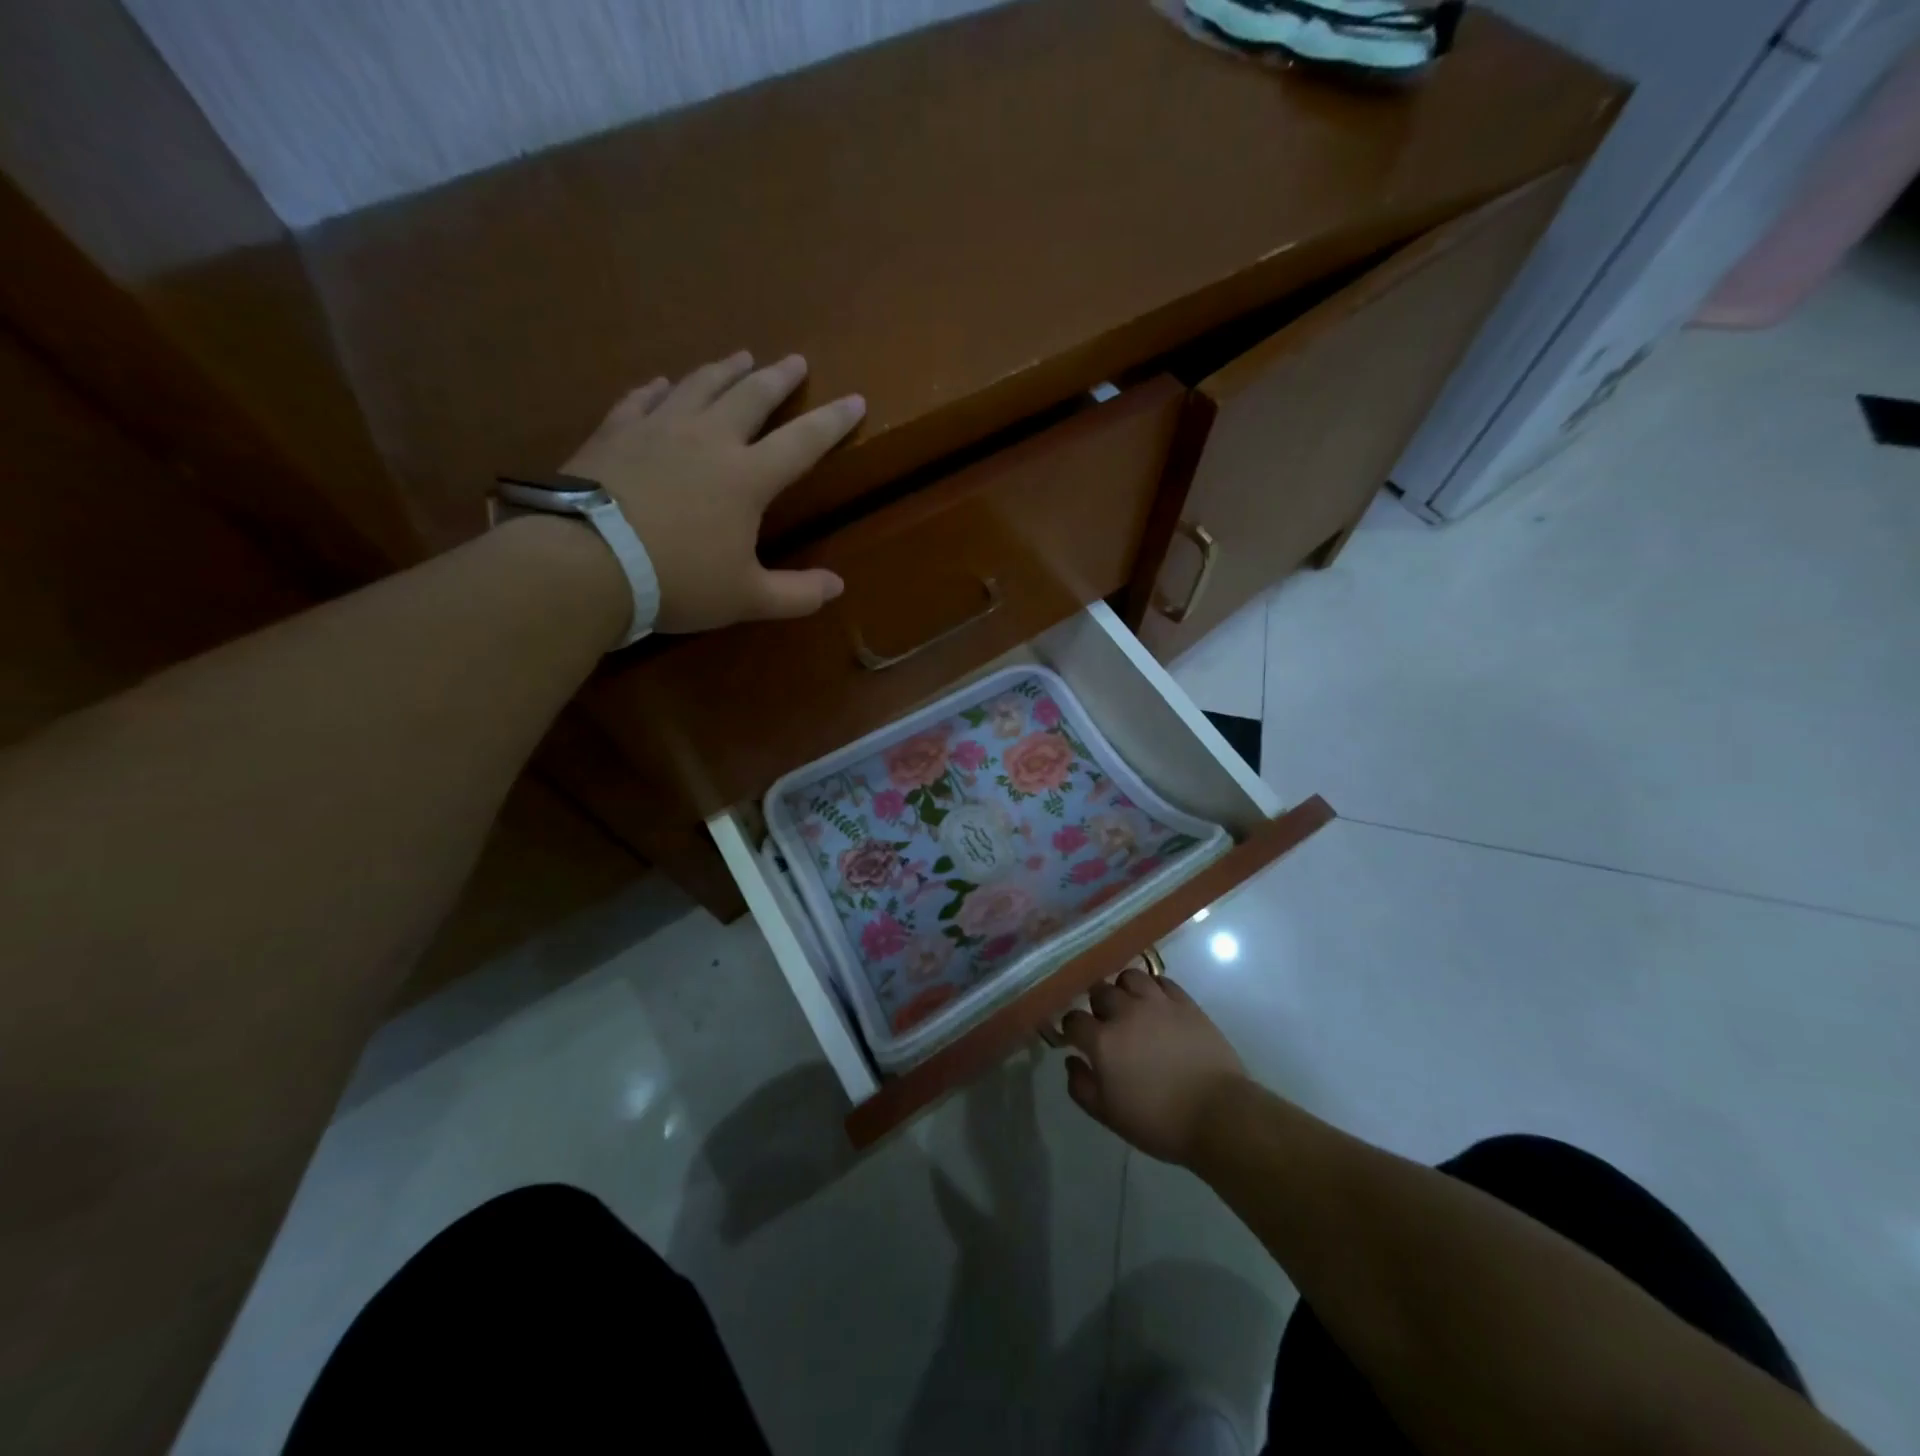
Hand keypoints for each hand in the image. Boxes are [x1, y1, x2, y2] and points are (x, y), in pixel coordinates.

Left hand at [563, 351, 865, 633]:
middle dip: (778, 378)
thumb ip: (797, 594)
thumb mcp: (747, 598)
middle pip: (751, 397)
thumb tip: (838, 587)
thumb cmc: (678, 580)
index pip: (803, 441)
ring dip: (724, 369)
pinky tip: (662, 382)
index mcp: (747, 477)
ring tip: (740, 356)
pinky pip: (641, 399)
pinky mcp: (615, 432)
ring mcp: (658, 429)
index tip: (855, 399)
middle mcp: (708, 439)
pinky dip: (658, 388)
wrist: (588, 561)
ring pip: (699, 386)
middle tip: (795, 360)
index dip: (832, 421)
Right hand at [1060, 968, 1248, 1165]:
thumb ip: (1081, 1086)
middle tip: (1104, 1021)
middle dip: (1096, 1004)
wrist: (1218, 1116)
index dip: (1071, 1027)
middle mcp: (1125, 1012)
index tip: (1076, 1037)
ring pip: (1130, 976)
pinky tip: (1156, 1003)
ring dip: (1124, 989)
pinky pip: (1161, 980)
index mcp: (1103, 1040)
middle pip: (1100, 991)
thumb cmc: (1160, 1122)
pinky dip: (1153, 988)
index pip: (1073, 1019)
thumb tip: (1071, 1060)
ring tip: (1130, 1004)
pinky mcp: (1185, 1003)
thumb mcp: (1110, 1116)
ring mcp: (1157, 1003)